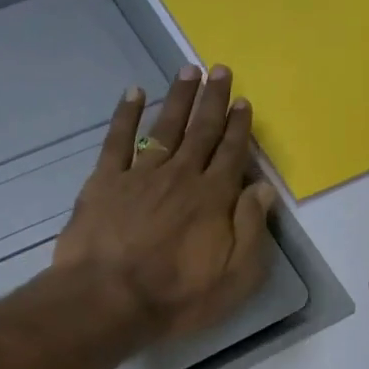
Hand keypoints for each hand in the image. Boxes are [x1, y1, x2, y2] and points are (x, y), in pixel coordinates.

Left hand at [54, 64, 278, 340]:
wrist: (108, 299)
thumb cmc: (177, 297)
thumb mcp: (235, 277)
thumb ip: (251, 229)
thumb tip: (263, 188)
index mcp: (213, 198)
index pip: (232, 154)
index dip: (240, 127)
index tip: (244, 102)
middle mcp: (181, 176)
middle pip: (201, 131)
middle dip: (213, 100)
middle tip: (220, 70)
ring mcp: (140, 175)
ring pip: (164, 127)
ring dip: (178, 98)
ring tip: (188, 70)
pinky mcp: (105, 182)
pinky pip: (117, 140)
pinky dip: (125, 115)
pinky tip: (133, 94)